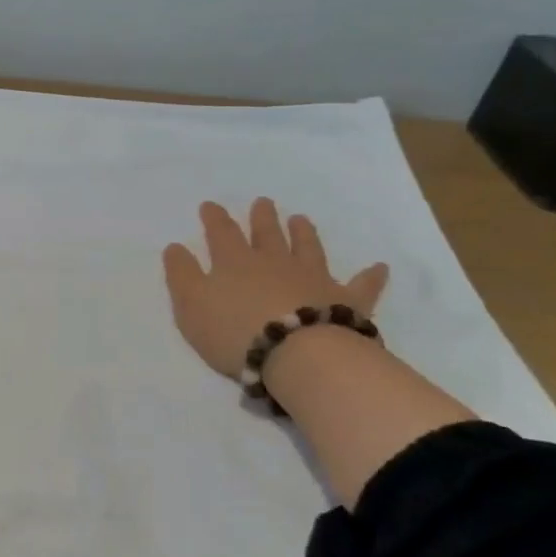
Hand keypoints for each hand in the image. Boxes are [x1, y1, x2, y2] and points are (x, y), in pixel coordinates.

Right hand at [162, 198, 388, 379]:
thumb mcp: (191, 305)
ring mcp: (313, 278)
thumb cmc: (234, 331)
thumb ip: (182, 274)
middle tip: (263, 202)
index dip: (215, 218)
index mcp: (235, 262)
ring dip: (303, 233)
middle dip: (262, 218)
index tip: (210, 205)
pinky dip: (370, 276)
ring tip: (301, 219)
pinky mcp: (344, 300)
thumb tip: (176, 246)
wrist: (295, 353)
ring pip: (308, 248)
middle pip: (267, 234)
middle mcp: (275, 262)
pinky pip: (360, 285)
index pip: (222, 233)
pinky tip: (379, 267)